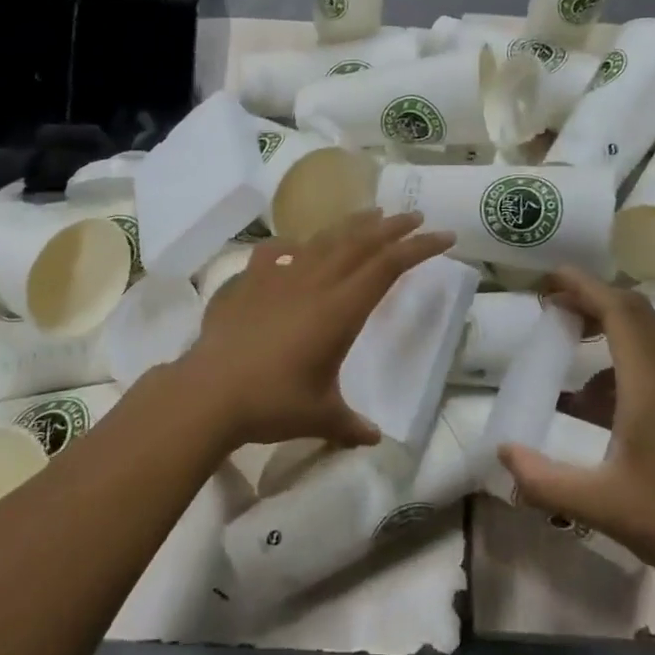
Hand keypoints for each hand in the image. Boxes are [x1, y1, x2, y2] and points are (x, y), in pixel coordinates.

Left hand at [177, 210, 455, 452]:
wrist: (209, 392)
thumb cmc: (272, 402)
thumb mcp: (321, 416)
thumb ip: (351, 424)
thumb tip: (373, 440)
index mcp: (341, 309)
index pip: (389, 266)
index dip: (420, 248)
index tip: (445, 237)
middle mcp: (315, 282)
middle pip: (361, 242)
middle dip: (393, 227)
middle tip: (415, 216)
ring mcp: (280, 277)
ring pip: (324, 239)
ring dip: (352, 225)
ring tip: (371, 215)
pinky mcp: (249, 281)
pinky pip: (276, 252)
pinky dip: (293, 244)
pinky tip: (296, 246)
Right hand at [498, 268, 654, 584]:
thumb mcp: (600, 504)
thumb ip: (544, 480)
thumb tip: (503, 452)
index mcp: (651, 384)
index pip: (619, 311)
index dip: (584, 286)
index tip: (549, 277)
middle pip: (635, 314)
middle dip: (591, 299)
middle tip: (552, 304)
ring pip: (645, 339)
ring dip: (606, 328)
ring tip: (566, 344)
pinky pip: (650, 366)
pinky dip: (616, 364)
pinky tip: (591, 403)